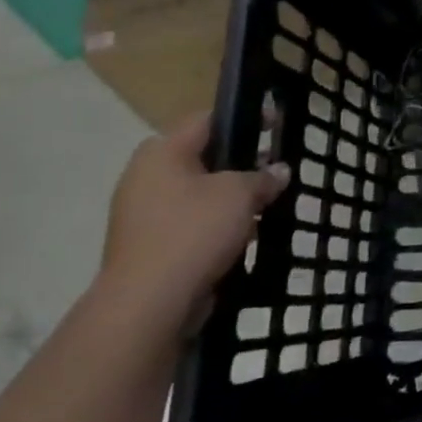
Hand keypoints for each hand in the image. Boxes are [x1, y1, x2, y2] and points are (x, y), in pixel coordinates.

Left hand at [96, 112, 288, 337]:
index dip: (245, 118)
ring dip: (229, 197)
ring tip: (265, 204)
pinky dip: (216, 225)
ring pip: (198, 192)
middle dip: (240, 162)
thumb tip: (279, 171)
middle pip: (202, 157)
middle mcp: (145, 176)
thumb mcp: (240, 194)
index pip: (207, 119)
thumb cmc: (194, 232)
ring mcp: (143, 213)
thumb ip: (263, 177)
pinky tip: (243, 234)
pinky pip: (190, 223)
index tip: (277, 126)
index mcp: (161, 152)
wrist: (150, 303)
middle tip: (274, 169)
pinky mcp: (149, 245)